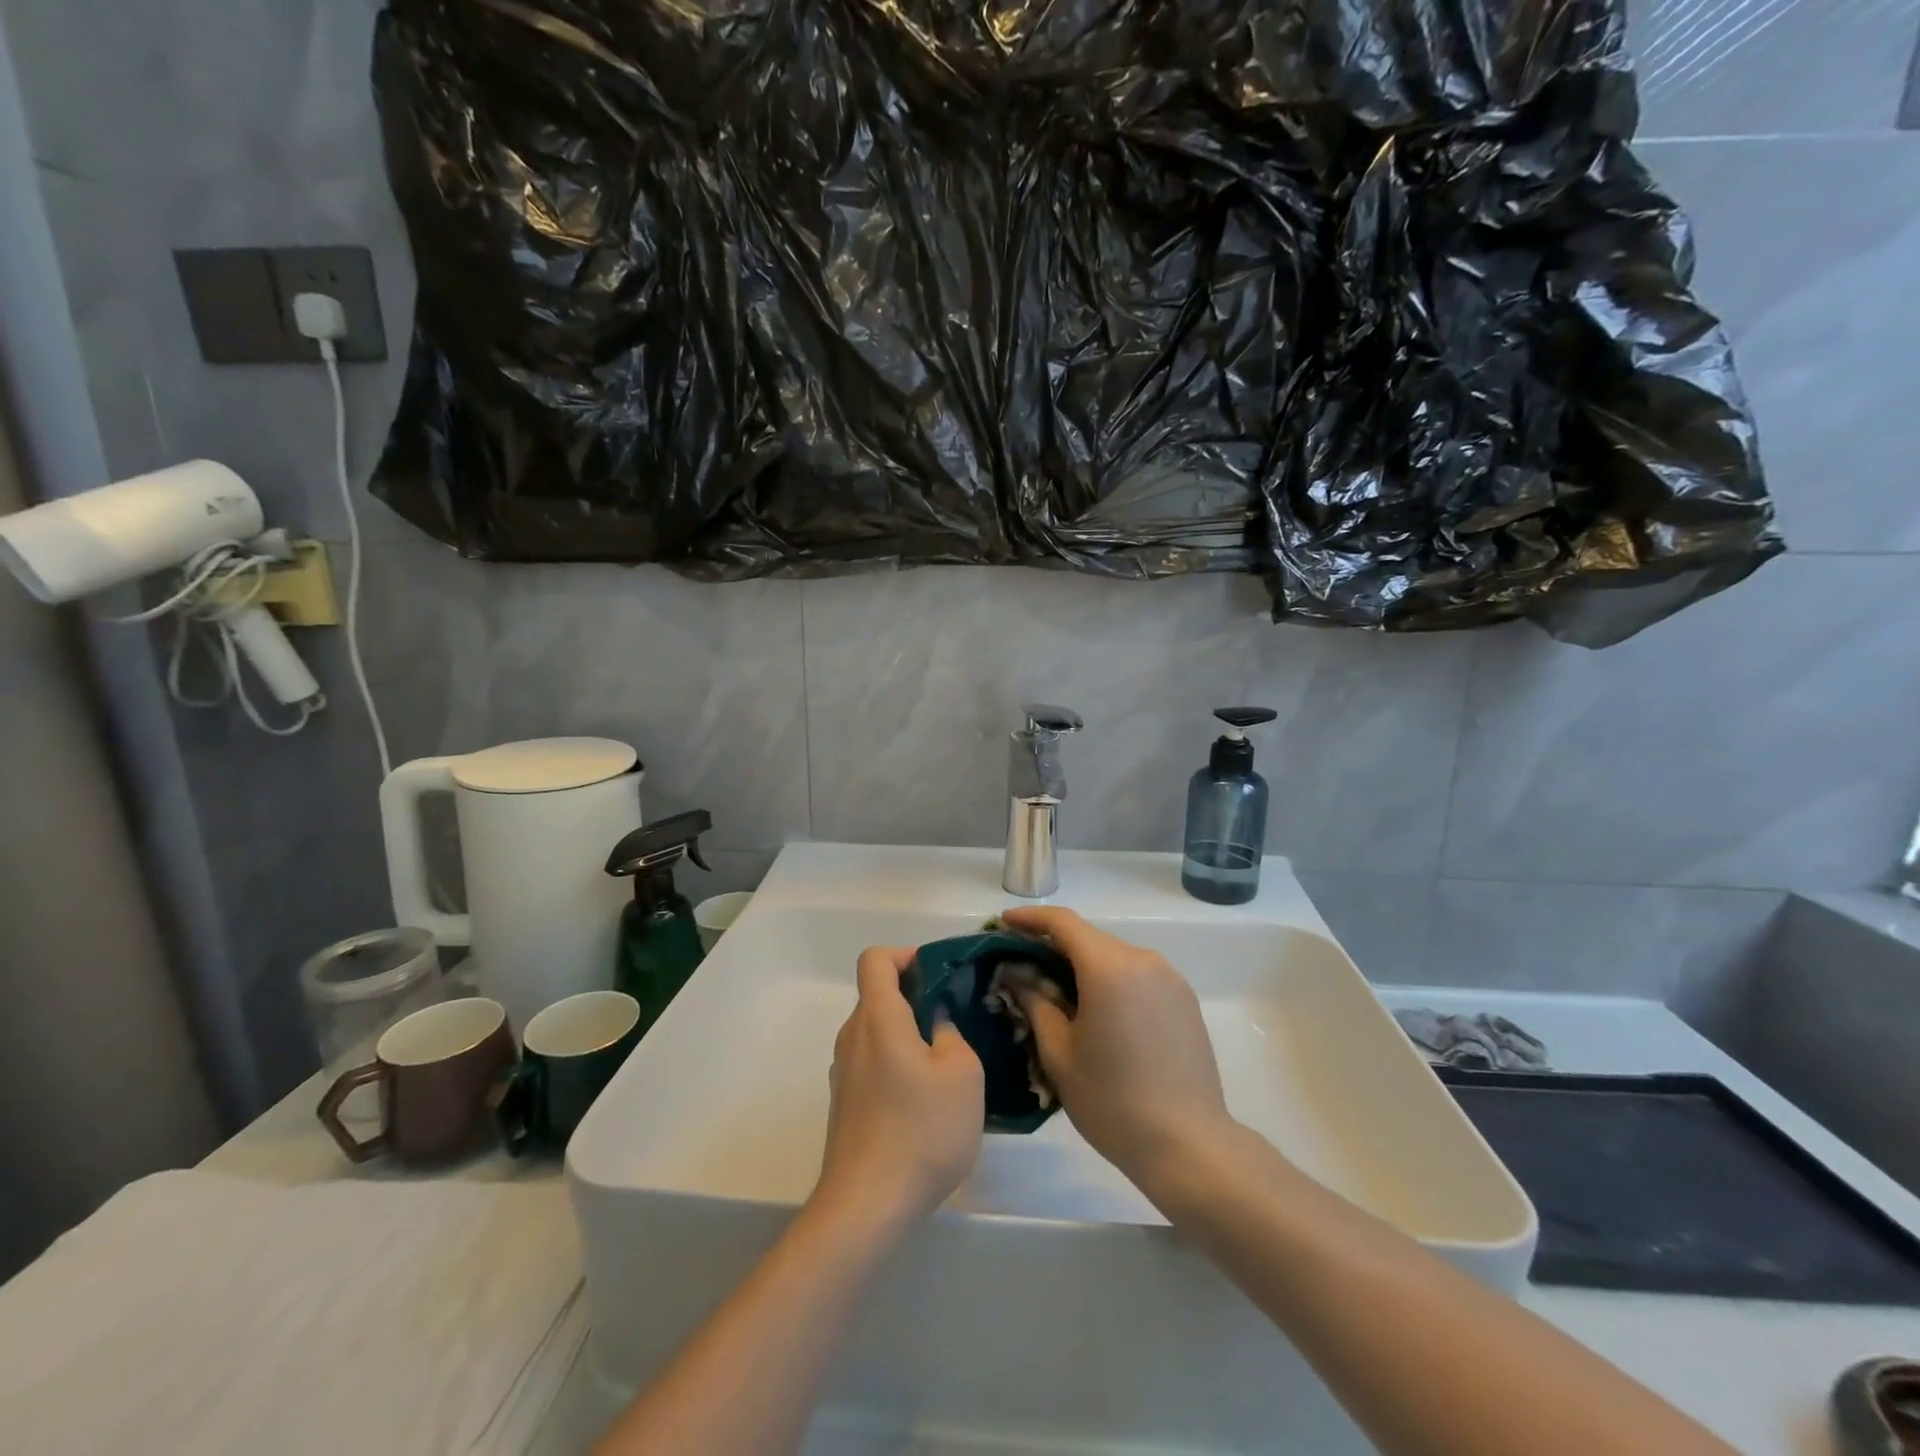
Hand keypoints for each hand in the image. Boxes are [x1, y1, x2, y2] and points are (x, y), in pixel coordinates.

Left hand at [816, 947, 983, 1234]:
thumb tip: (937, 1023)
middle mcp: (852, 1036)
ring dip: (909, 1036)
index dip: (906, 955)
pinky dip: (898, 1065)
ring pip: (878, 1033)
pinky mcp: (845, 1104)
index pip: (876, 959)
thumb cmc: (921, 1131)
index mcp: (877, 1017)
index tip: (938, 975)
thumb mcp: (962, 1074)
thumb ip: (952, 1034)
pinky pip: (873, 1064)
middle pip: (878, 996)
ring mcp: (844, 1072)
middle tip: (955, 1021)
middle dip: (916, 998)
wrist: (866, 1206)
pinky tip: (926, 1102)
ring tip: (947, 1065)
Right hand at [999, 906, 1232, 1192]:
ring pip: (1115, 957)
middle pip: (1089, 939)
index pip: (1063, 923)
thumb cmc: (1113, 1102)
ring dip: (1084, 966)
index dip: (1030, 919)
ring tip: (1059, 995)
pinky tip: (1100, 1013)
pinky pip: (1138, 975)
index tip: (1003, 924)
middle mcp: (1143, 960)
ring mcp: (1170, 978)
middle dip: (1054, 947)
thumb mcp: (1059, 1054)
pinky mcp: (1185, 999)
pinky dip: (1112, 981)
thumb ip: (1035, 1004)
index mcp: (1109, 967)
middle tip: (1024, 968)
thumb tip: (1016, 975)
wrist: (1189, 1146)